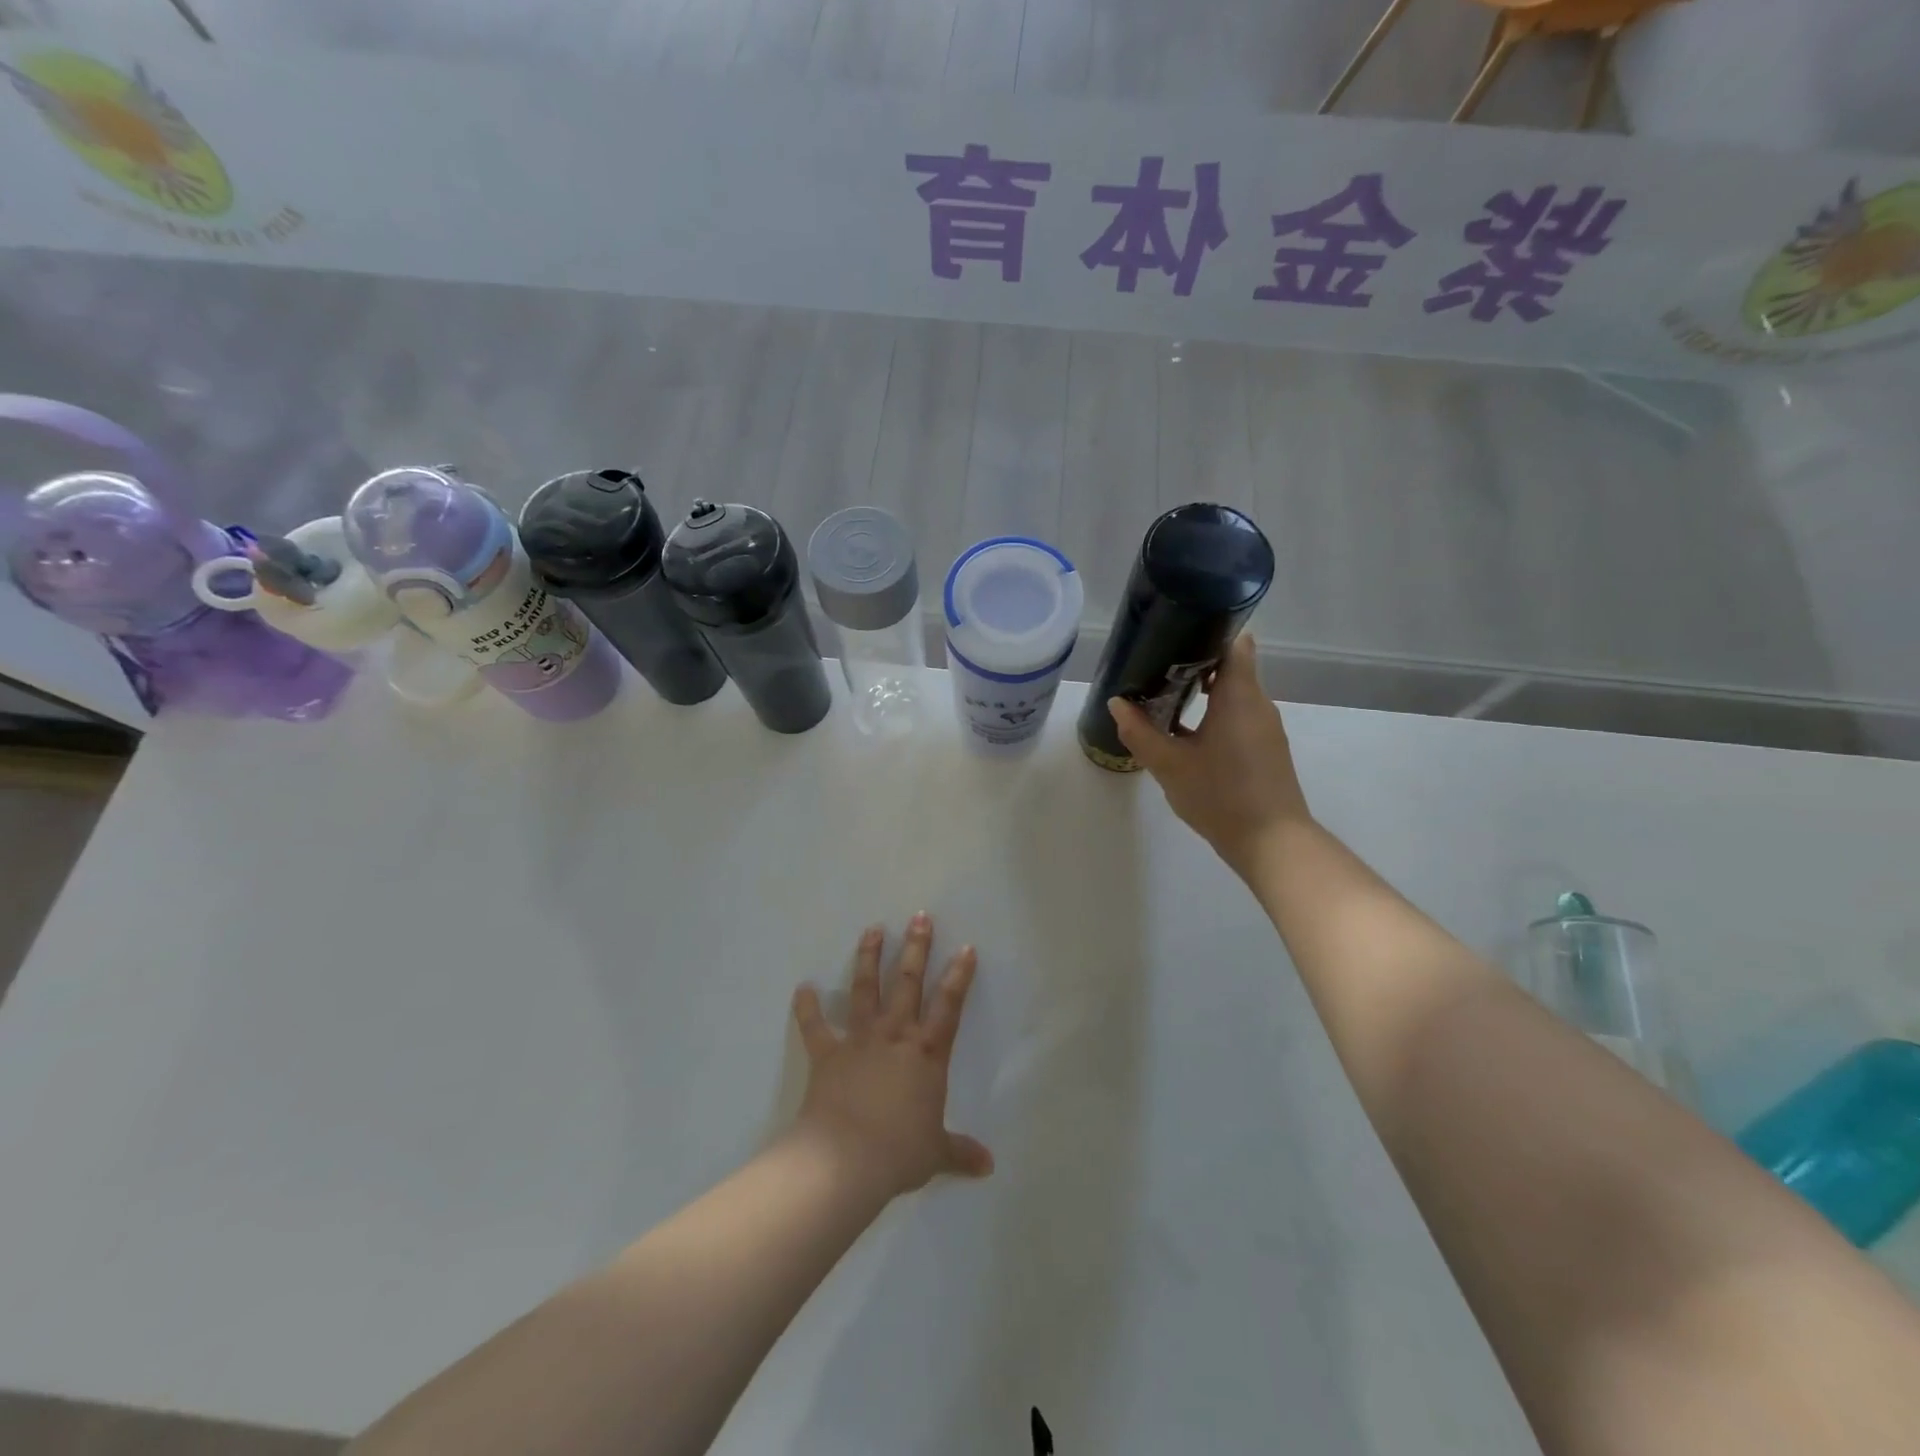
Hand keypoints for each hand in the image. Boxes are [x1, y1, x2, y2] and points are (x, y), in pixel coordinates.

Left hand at [790, 915, 993, 1197]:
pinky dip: (807, 1007)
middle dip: (916, 947)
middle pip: (908, 982)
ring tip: (872, 929)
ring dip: (868, 957)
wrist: (845, 1160)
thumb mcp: (935, 1153)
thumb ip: (960, 1152)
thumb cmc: (898, 1152)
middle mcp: (895, 1035)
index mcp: (926, 1054)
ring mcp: (860, 1039)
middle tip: (919, 917)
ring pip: (865, 989)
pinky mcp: (828, 1052)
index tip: (965, 948)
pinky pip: (815, 1026)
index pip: (949, 1005)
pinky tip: (802, 987)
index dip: (959, 976)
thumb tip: (988, 1166)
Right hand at [1109, 633, 1311, 877]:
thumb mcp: (1169, 765)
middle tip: (1156, 668)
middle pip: (1231, 666)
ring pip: (1235, 693)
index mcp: (1239, 695)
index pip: (1233, 642)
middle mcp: (1258, 703)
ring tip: (1164, 698)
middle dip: (1195, 663)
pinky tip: (1186, 733)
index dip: (1206, 633)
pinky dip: (1215, 714)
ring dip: (1203, 691)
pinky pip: (1239, 716)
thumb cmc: (1220, 795)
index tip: (1174, 637)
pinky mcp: (1266, 749)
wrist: (1272, 843)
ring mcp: (1265, 728)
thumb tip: (1117, 703)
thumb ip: (1139, 732)